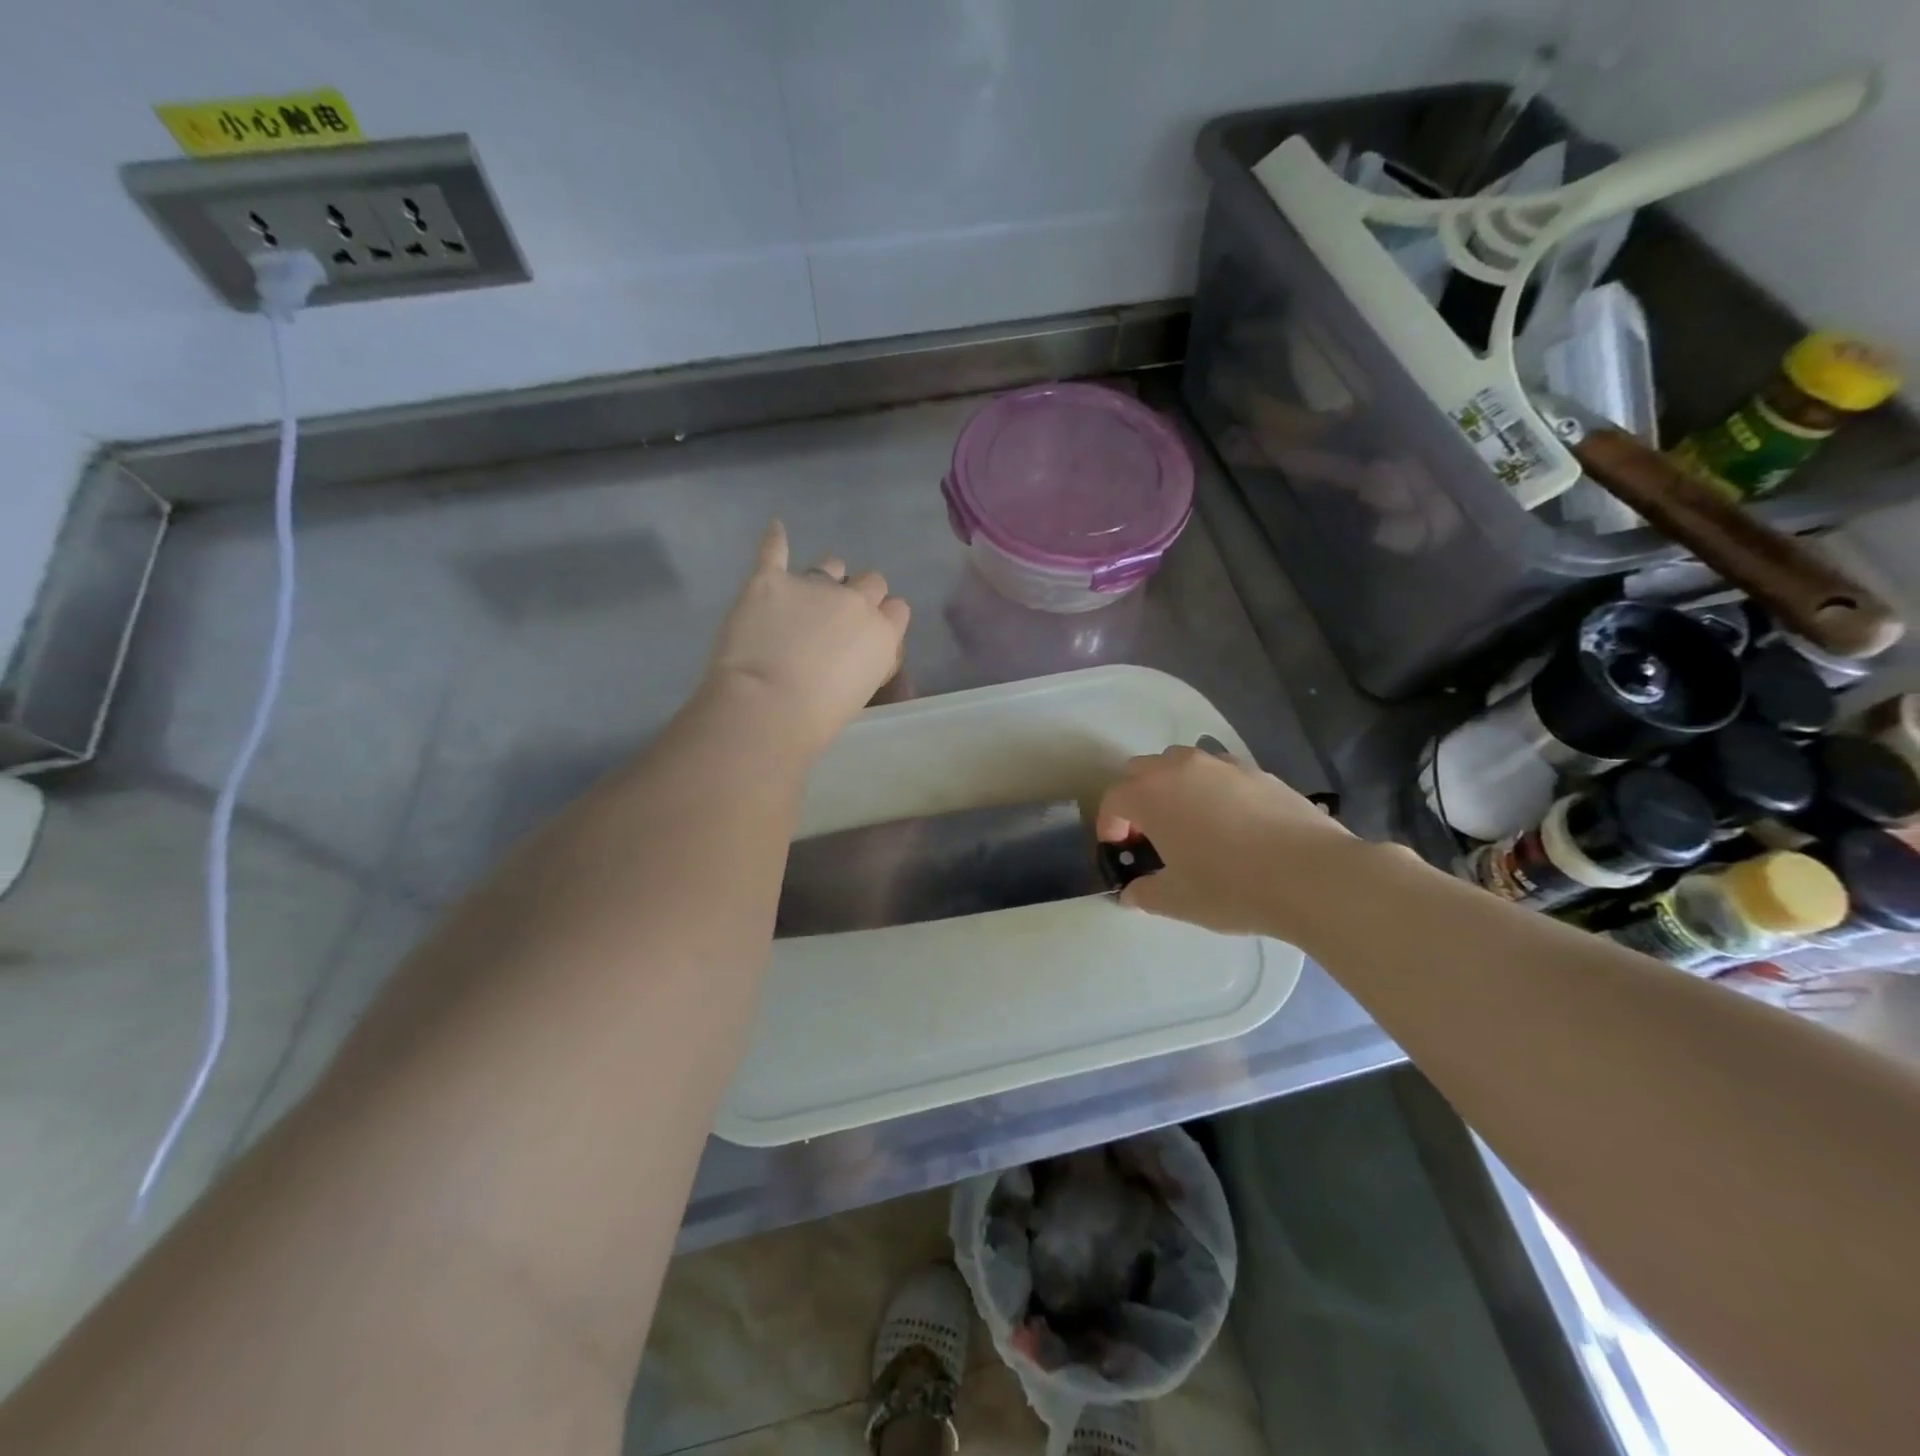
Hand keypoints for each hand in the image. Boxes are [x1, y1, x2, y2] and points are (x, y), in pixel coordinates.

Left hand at [704, 521, 910, 754]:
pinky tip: (776, 530)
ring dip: (826, 575)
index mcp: (882, 633)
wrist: (768, 706)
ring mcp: (812, 585)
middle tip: (838, 618)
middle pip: (871, 581)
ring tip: (808, 591)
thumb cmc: (818, 719)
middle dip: (860, 594)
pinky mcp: (769, 580)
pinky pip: (774, 551)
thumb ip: (866, 663)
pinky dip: (775, 541)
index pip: (897, 610)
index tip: (870, 631)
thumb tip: (856, 656)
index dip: (884, 617)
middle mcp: (855, 601)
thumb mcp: (862, 693)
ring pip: (830, 564)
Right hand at [1096, 745, 1346, 935]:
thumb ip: (1145, 894)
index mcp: (1151, 795)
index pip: (1114, 800)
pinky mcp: (1258, 771)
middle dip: (1136, 798)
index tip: (1119, 850)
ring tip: (1190, 822)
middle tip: (1149, 834)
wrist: (1311, 875)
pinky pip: (1220, 772)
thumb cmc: (1230, 887)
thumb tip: (1131, 894)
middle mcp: (1181, 768)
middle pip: (1142, 770)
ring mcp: (1222, 765)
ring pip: (1182, 763)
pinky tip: (1232, 823)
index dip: (1109, 825)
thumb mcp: (1178, 900)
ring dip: (1173, 786)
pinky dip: (1212, 789)